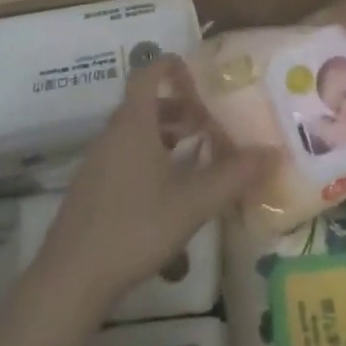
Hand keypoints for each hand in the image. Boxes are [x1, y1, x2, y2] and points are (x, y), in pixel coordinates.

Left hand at [34, 57, 275, 313]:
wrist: (71, 279)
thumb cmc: (135, 227)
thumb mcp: (193, 202)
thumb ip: (234, 176)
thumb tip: (274, 152)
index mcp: (134, 123)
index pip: (148, 73)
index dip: (172, 66)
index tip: (199, 76)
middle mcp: (112, 134)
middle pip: (145, 104)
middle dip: (179, 109)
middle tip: (209, 125)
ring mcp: (97, 162)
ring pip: (135, 133)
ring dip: (166, 136)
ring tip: (196, 158)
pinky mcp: (91, 190)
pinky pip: (125, 157)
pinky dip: (150, 159)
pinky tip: (169, 195)